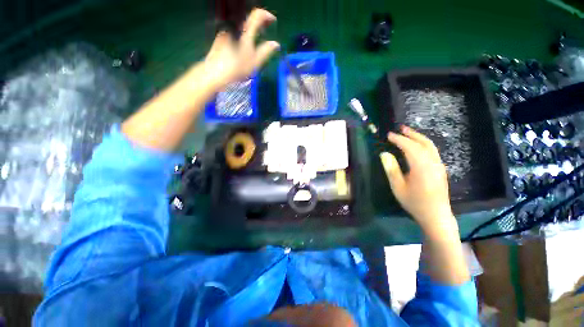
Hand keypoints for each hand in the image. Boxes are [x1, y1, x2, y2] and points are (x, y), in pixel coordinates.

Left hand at [203, 8, 279, 89]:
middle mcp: (235, 27)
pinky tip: (243, 45)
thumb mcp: (255, 62)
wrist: (215, 72)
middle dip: (259, 23)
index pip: (257, 14)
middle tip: (266, 31)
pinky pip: (234, 32)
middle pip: (249, 19)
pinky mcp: (220, 38)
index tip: (273, 21)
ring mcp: (226, 31)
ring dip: (250, 29)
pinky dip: (242, 35)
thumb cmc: (237, 67)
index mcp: (245, 32)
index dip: (267, 16)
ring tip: (256, 39)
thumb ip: (266, 51)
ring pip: (241, 27)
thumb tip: (276, 44)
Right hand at [380, 126, 454, 230]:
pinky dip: (423, 144)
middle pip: (424, 143)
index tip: (389, 135)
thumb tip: (384, 154)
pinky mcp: (441, 169)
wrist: (436, 215)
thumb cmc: (414, 202)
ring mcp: (439, 166)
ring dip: (419, 137)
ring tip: (408, 132)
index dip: (399, 139)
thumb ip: (391, 169)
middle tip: (400, 128)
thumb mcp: (398, 187)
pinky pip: (433, 151)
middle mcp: (433, 163)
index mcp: (421, 167)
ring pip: (430, 146)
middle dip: (411, 134)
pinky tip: (417, 145)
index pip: (410, 147)